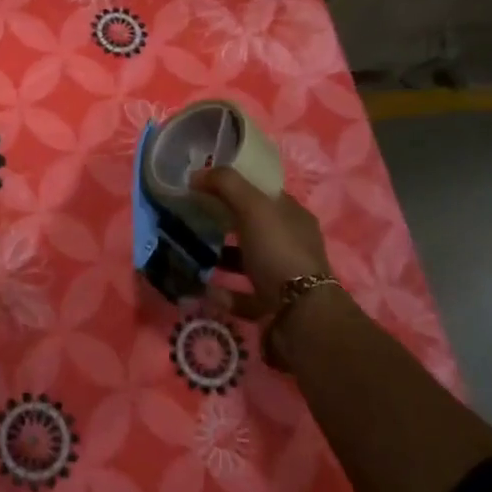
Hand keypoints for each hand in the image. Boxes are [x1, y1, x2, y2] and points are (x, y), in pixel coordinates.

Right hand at [191, 165, 334, 321]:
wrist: (300, 316)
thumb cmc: (279, 252)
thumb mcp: (253, 207)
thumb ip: (225, 185)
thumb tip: (196, 175)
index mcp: (294, 217)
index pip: (264, 194)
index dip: (237, 186)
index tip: (205, 186)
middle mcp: (291, 245)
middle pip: (254, 228)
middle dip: (225, 222)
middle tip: (193, 218)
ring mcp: (283, 277)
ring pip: (247, 261)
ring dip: (221, 258)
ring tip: (192, 254)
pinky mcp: (271, 306)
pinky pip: (241, 295)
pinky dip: (222, 293)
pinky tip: (202, 289)